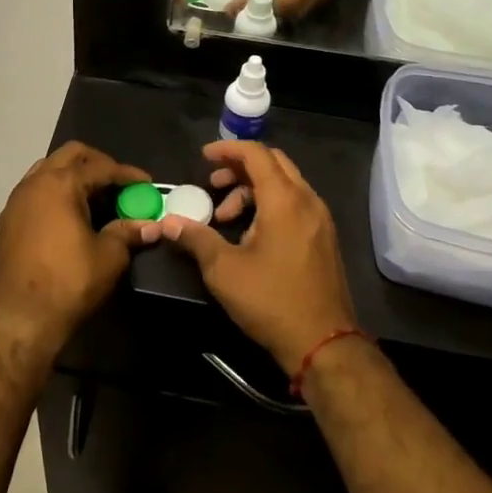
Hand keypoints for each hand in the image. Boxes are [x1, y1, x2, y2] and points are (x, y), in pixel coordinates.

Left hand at [0, 142, 159, 359]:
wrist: (22, 317)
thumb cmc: (69, 282)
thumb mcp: (109, 256)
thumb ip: (128, 232)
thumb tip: (151, 225)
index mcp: (60, 184)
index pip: (101, 167)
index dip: (127, 174)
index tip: (146, 183)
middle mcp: (35, 182)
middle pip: (71, 155)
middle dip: (99, 163)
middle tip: (120, 184)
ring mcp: (17, 199)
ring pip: (49, 169)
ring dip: (74, 175)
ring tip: (96, 197)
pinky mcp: (8, 219)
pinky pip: (36, 189)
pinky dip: (56, 191)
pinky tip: (71, 213)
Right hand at [158, 140, 358, 376]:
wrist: (323, 342)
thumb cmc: (271, 300)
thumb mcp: (223, 270)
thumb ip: (195, 238)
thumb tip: (167, 221)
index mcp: (284, 200)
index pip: (256, 154)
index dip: (228, 149)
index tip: (204, 157)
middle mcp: (307, 200)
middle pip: (273, 163)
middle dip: (240, 167)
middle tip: (213, 183)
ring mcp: (320, 219)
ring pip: (285, 184)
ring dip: (253, 189)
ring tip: (225, 217)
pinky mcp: (324, 238)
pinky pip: (295, 203)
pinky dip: (270, 204)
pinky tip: (251, 233)